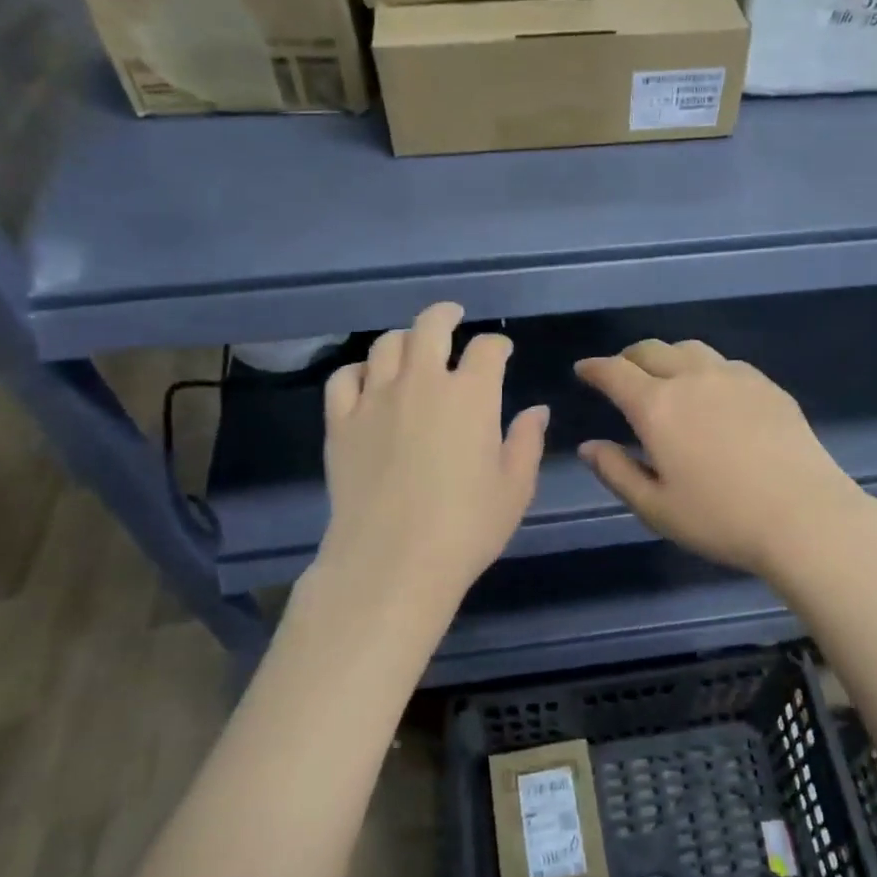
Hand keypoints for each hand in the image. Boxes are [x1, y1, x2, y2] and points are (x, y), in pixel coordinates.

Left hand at [311, 303, 547, 635]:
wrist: (392, 562)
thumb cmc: (466, 527)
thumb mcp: (515, 488)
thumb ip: (526, 441)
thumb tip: (536, 410)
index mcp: (471, 395)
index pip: (487, 349)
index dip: (498, 345)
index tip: (502, 351)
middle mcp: (422, 383)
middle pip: (430, 326)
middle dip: (446, 315)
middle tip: (453, 317)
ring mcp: (376, 399)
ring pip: (386, 345)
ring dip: (404, 340)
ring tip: (412, 348)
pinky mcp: (341, 422)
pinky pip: (344, 378)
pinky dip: (359, 370)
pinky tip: (368, 381)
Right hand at [575, 339, 876, 579]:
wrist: (805, 516)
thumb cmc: (721, 518)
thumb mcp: (656, 507)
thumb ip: (616, 472)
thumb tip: (588, 447)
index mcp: (657, 406)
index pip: (615, 372)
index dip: (594, 369)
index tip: (584, 370)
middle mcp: (692, 378)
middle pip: (651, 350)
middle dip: (628, 358)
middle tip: (621, 374)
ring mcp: (734, 376)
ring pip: (690, 349)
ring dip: (667, 357)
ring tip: (665, 376)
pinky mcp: (767, 385)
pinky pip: (724, 363)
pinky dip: (704, 368)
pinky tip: (712, 392)